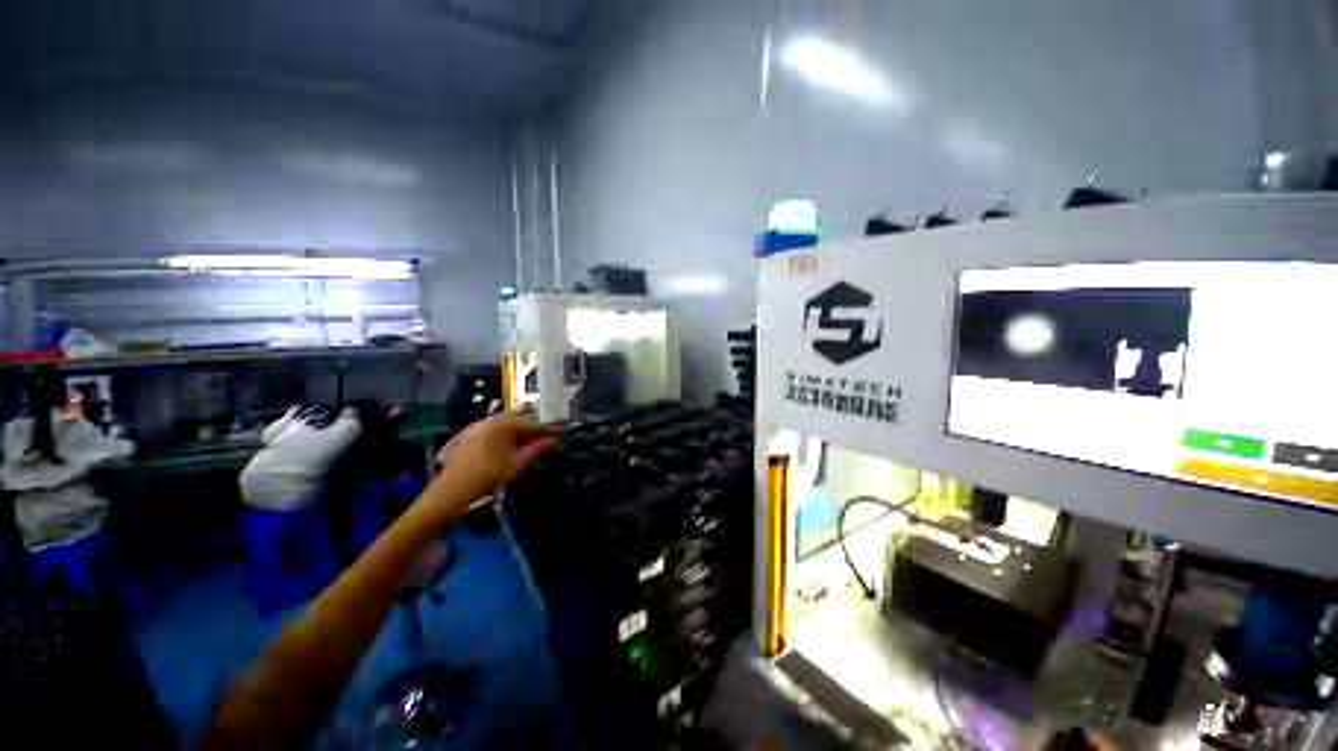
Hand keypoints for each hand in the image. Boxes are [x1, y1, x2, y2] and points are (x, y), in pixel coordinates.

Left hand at [432, 411, 560, 501]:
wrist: (453, 490)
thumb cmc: (490, 475)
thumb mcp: (518, 462)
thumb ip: (538, 448)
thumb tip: (554, 440)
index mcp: (505, 423)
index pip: (533, 423)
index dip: (548, 430)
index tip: (561, 434)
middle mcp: (491, 419)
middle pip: (518, 420)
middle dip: (533, 429)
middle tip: (546, 439)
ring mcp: (477, 426)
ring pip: (504, 425)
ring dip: (518, 432)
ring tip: (529, 444)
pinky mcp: (467, 435)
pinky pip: (492, 430)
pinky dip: (504, 436)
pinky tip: (507, 448)